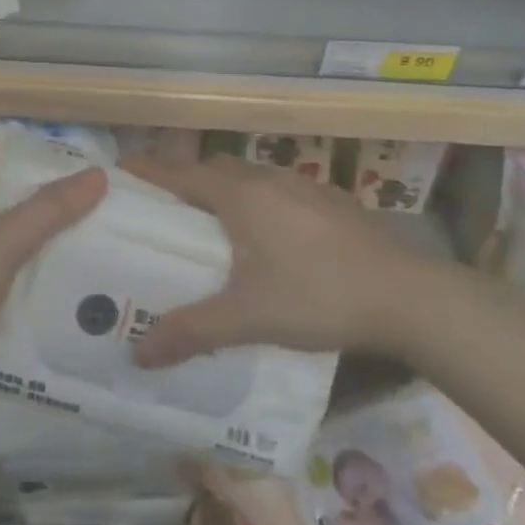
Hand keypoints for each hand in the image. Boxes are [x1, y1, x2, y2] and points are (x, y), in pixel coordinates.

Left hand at [0, 133, 106, 354]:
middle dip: (29, 188)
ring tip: (69, 229)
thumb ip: (51, 207)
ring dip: (24, 226)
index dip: (20, 146)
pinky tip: (45, 270)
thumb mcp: (6, 239)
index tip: (60, 155)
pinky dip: (14, 259)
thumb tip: (98, 174)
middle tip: (74, 192)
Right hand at [122, 154, 418, 367]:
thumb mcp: (247, 317)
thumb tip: (137, 354)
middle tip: (165, 213)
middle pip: (213, 170)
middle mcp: (266, 178)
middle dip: (186, 183)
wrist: (406, 295)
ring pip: (249, 178)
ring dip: (225, 192)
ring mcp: (302, 185)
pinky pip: (278, 191)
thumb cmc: (316, 296)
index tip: (119, 173)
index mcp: (239, 194)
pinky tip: (271, 240)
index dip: (147, 172)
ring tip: (214, 228)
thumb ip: (191, 331)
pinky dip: (259, 203)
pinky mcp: (330, 201)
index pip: (179, 174)